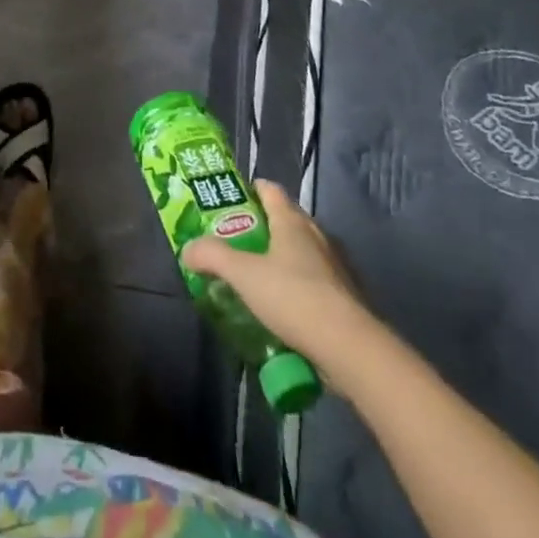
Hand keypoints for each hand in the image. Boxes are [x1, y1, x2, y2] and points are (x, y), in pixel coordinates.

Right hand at [182, 181, 376, 369]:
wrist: (350, 348)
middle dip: (262, 225)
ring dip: (282, 257)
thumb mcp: (243, 275)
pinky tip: (284, 305)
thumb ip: (212, 256)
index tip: (230, 200)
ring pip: (302, 250)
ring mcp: (336, 266)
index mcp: (292, 221)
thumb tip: (188, 249)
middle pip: (286, 219)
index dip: (250, 189)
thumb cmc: (293, 297)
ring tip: (257, 274)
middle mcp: (316, 235)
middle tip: (236, 240)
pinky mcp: (347, 296)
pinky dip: (299, 284)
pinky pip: (316, 280)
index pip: (270, 190)